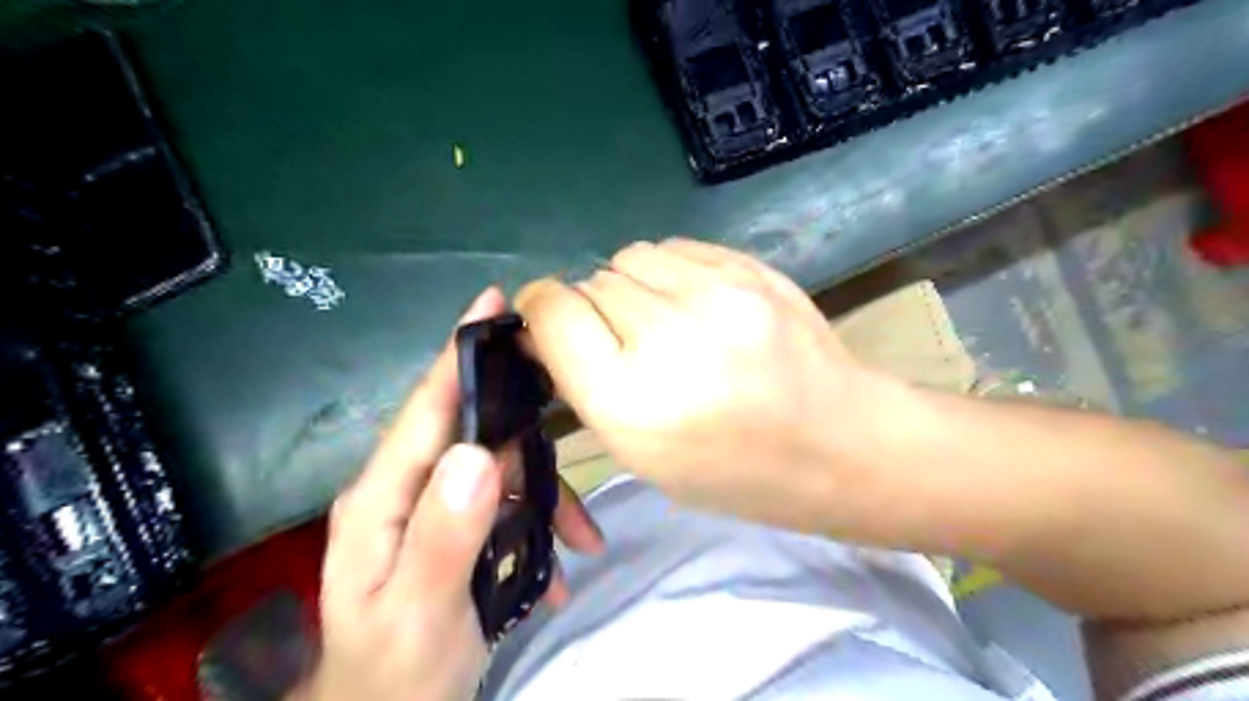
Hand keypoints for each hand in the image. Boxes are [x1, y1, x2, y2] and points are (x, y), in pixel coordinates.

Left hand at [310, 286, 604, 700]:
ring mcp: (435, 508)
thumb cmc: (393, 673)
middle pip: (472, 430)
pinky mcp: (459, 527)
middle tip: (578, 426)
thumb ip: (444, 533)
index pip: (425, 408)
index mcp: (383, 496)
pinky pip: (508, 505)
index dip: (459, 354)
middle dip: (526, 433)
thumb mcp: (419, 610)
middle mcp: (407, 488)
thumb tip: (478, 453)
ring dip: (546, 498)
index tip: (494, 302)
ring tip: (581, 539)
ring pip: (501, 471)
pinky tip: (562, 566)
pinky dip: (540, 527)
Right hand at [518, 238, 877, 531]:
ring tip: (663, 319)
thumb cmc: (732, 470)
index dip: (541, 310)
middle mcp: (669, 336)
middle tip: (626, 341)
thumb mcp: (639, 452)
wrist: (838, 442)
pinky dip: (669, 272)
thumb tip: (543, 323)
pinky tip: (696, 304)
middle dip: (593, 310)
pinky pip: (675, 247)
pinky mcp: (750, 267)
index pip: (554, 313)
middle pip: (591, 283)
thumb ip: (583, 383)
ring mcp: (717, 293)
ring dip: (631, 286)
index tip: (550, 322)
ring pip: (630, 256)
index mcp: (631, 400)